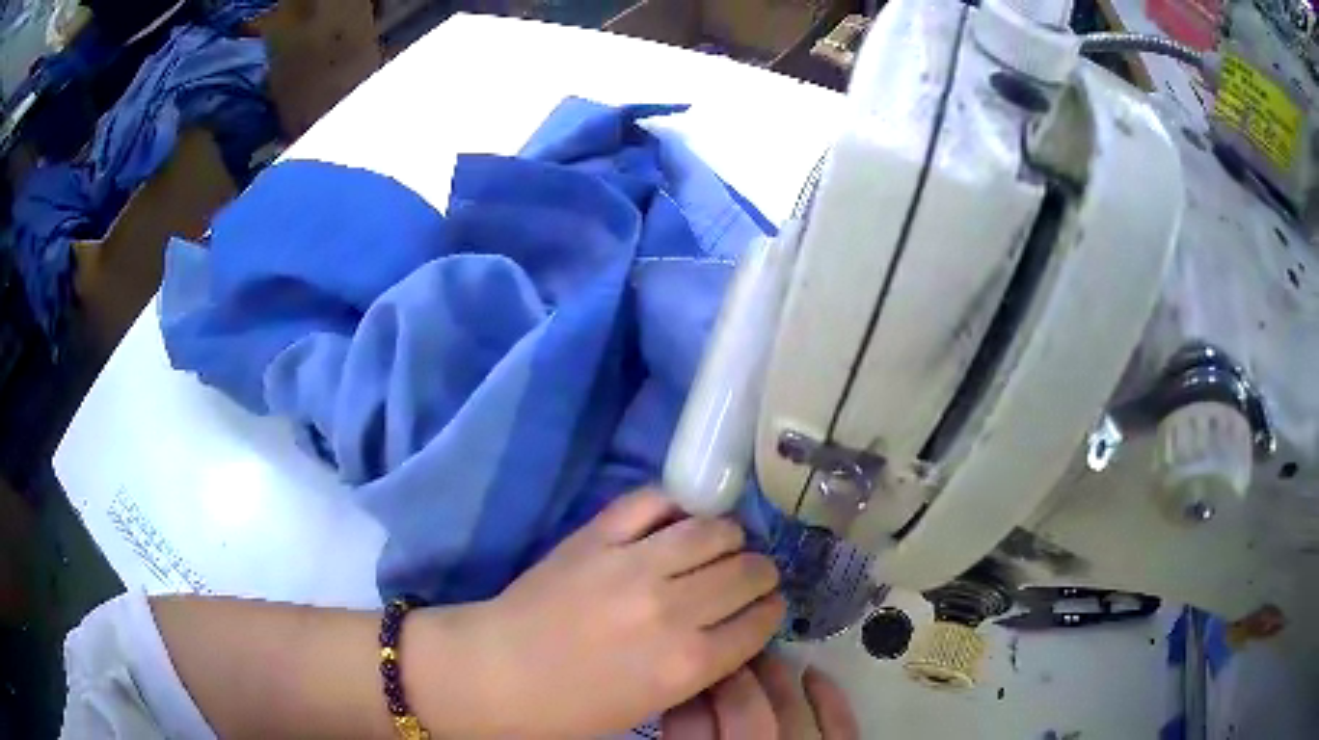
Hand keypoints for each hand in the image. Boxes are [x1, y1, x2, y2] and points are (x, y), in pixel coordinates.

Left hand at [434, 489, 785, 737]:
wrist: (496, 673)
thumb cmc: (571, 708)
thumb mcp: (653, 703)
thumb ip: (702, 665)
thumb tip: (734, 626)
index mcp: (689, 664)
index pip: (762, 620)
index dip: (770, 609)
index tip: (765, 605)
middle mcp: (673, 610)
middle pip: (748, 572)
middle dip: (759, 574)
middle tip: (749, 575)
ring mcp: (633, 565)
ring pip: (715, 530)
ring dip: (730, 536)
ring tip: (721, 544)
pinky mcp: (597, 536)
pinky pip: (654, 501)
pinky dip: (675, 505)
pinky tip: (678, 519)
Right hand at [663, 655, 858, 739]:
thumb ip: (684, 734)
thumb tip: (680, 694)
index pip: (690, 723)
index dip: (688, 688)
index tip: (685, 659)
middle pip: (744, 709)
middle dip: (731, 673)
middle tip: (722, 646)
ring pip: (791, 709)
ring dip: (775, 675)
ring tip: (760, 654)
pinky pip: (839, 724)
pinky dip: (828, 696)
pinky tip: (811, 673)